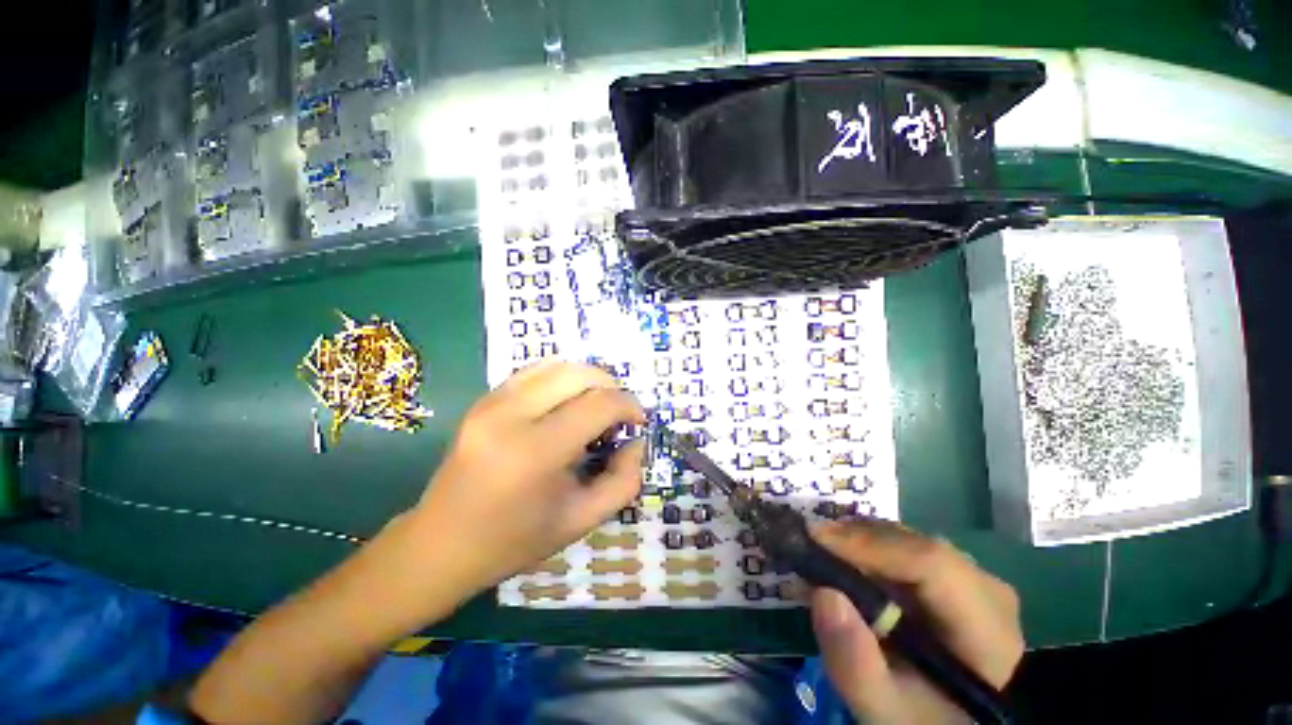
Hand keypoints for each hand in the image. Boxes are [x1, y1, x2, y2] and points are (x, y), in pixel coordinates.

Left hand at [411, 361, 645, 596]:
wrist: (441, 544)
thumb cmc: (515, 539)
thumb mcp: (582, 520)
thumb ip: (623, 480)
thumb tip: (635, 441)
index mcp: (536, 452)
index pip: (599, 404)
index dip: (628, 406)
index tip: (638, 421)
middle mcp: (511, 415)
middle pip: (579, 374)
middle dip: (611, 386)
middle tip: (618, 414)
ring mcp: (491, 403)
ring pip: (556, 365)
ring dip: (587, 379)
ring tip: (594, 406)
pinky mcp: (482, 400)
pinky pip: (533, 372)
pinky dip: (561, 378)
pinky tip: (566, 402)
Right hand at [809, 521, 1023, 724]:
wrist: (950, 718)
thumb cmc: (922, 718)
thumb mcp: (887, 710)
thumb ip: (856, 665)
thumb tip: (823, 594)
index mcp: (986, 630)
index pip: (932, 564)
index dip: (870, 545)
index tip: (815, 540)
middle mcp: (986, 591)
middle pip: (916, 545)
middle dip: (857, 541)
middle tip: (810, 546)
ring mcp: (973, 580)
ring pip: (909, 541)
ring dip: (860, 543)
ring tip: (824, 555)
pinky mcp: (954, 577)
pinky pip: (907, 549)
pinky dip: (870, 550)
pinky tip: (848, 564)